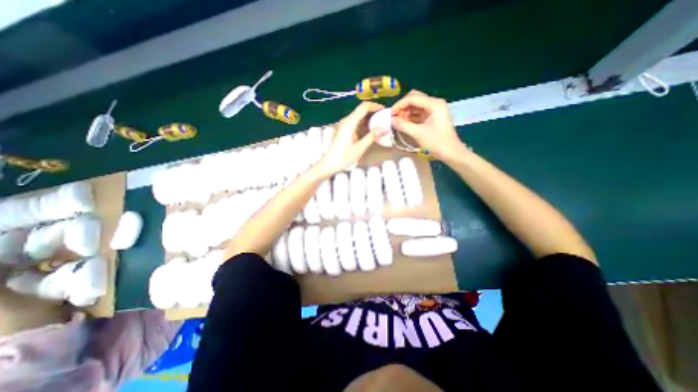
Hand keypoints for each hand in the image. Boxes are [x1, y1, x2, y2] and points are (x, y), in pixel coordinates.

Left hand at [315, 101, 386, 176]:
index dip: (375, 106)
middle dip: (374, 111)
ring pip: (358, 116)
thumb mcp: (360, 148)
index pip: (364, 107)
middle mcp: (346, 121)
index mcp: (350, 123)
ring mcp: (344, 125)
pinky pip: (355, 122)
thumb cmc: (344, 157)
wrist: (329, 164)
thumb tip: (385, 128)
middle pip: (361, 110)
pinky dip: (364, 123)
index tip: (385, 111)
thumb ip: (372, 136)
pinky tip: (370, 129)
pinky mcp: (344, 130)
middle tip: (385, 117)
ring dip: (369, 117)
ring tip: (380, 123)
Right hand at [391, 88, 471, 159]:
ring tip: (397, 121)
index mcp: (434, 104)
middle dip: (402, 107)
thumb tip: (391, 120)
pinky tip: (403, 123)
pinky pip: (417, 113)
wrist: (451, 152)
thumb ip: (403, 125)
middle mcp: (434, 103)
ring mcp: (433, 110)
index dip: (399, 105)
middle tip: (394, 117)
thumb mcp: (418, 134)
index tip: (390, 115)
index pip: (412, 98)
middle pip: (414, 98)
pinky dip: (409, 117)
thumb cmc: (437, 143)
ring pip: (415, 105)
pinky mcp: (431, 117)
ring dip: (405, 112)